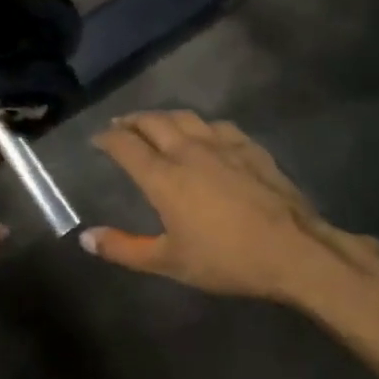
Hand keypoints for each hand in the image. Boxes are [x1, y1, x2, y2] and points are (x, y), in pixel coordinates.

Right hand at [81, 111, 352, 300]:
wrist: (293, 250)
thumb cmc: (226, 259)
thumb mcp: (169, 262)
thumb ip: (124, 248)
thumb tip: (86, 238)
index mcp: (163, 176)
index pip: (125, 145)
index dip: (107, 138)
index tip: (96, 139)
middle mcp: (188, 150)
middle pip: (153, 122)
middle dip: (131, 121)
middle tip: (120, 127)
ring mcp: (222, 144)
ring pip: (185, 117)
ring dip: (163, 118)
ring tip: (156, 124)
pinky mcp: (250, 147)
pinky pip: (217, 125)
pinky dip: (200, 126)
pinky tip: (204, 134)